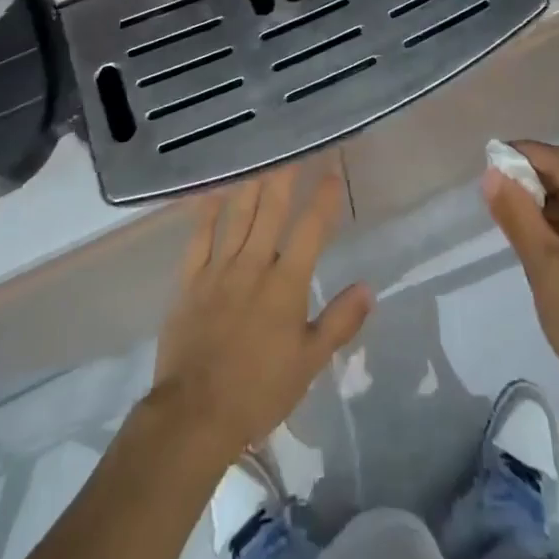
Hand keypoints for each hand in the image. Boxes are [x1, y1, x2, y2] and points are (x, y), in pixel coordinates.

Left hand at [150, 165, 373, 465]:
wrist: (194, 414)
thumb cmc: (259, 391)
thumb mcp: (309, 363)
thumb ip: (339, 322)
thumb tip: (368, 287)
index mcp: (286, 284)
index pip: (311, 230)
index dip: (323, 198)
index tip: (332, 169)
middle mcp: (254, 264)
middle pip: (272, 208)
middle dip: (285, 174)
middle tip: (292, 143)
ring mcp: (219, 268)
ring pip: (238, 214)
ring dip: (251, 182)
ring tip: (260, 153)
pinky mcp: (190, 279)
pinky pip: (199, 236)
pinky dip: (206, 211)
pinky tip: (213, 190)